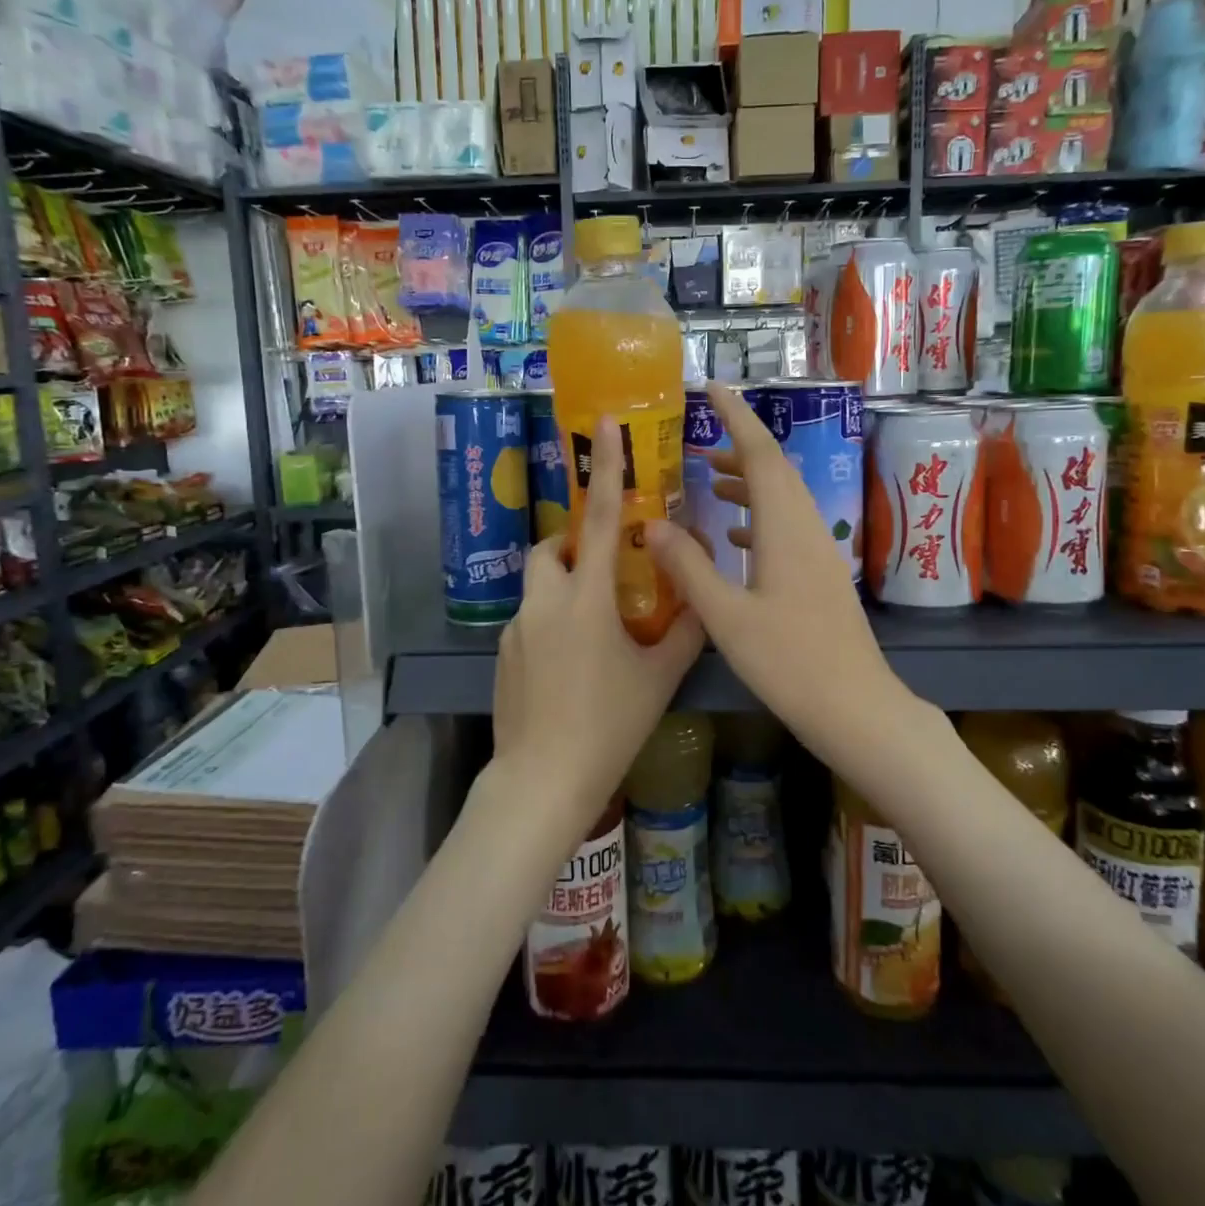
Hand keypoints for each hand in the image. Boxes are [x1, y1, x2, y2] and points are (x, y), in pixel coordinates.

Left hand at [491, 418, 703, 829]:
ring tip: (592, 626)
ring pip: (538, 585)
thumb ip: (684, 632)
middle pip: (551, 548)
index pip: (597, 520)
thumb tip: (701, 602)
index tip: (602, 424)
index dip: (605, 469)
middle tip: (605, 572)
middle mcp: (544, 602)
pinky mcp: (503, 655)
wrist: (543, 781)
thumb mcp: (659, 678)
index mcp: (586, 599)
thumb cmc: (609, 726)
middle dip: (573, 545)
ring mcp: (516, 629)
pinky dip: (550, 621)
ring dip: (562, 586)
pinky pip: (529, 620)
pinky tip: (570, 667)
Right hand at [648, 382, 901, 753]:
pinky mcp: (821, 575)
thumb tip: (650, 524)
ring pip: (783, 498)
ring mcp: (819, 552)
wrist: (856, 708)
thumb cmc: (790, 661)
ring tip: (708, 481)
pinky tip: (732, 536)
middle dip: (739, 447)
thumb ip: (687, 566)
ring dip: (748, 482)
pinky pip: (787, 526)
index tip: (713, 388)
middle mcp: (807, 528)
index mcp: (785, 527)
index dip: (737, 417)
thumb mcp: (726, 615)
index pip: (762, 453)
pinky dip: (758, 516)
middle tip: (699, 440)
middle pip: (776, 470)